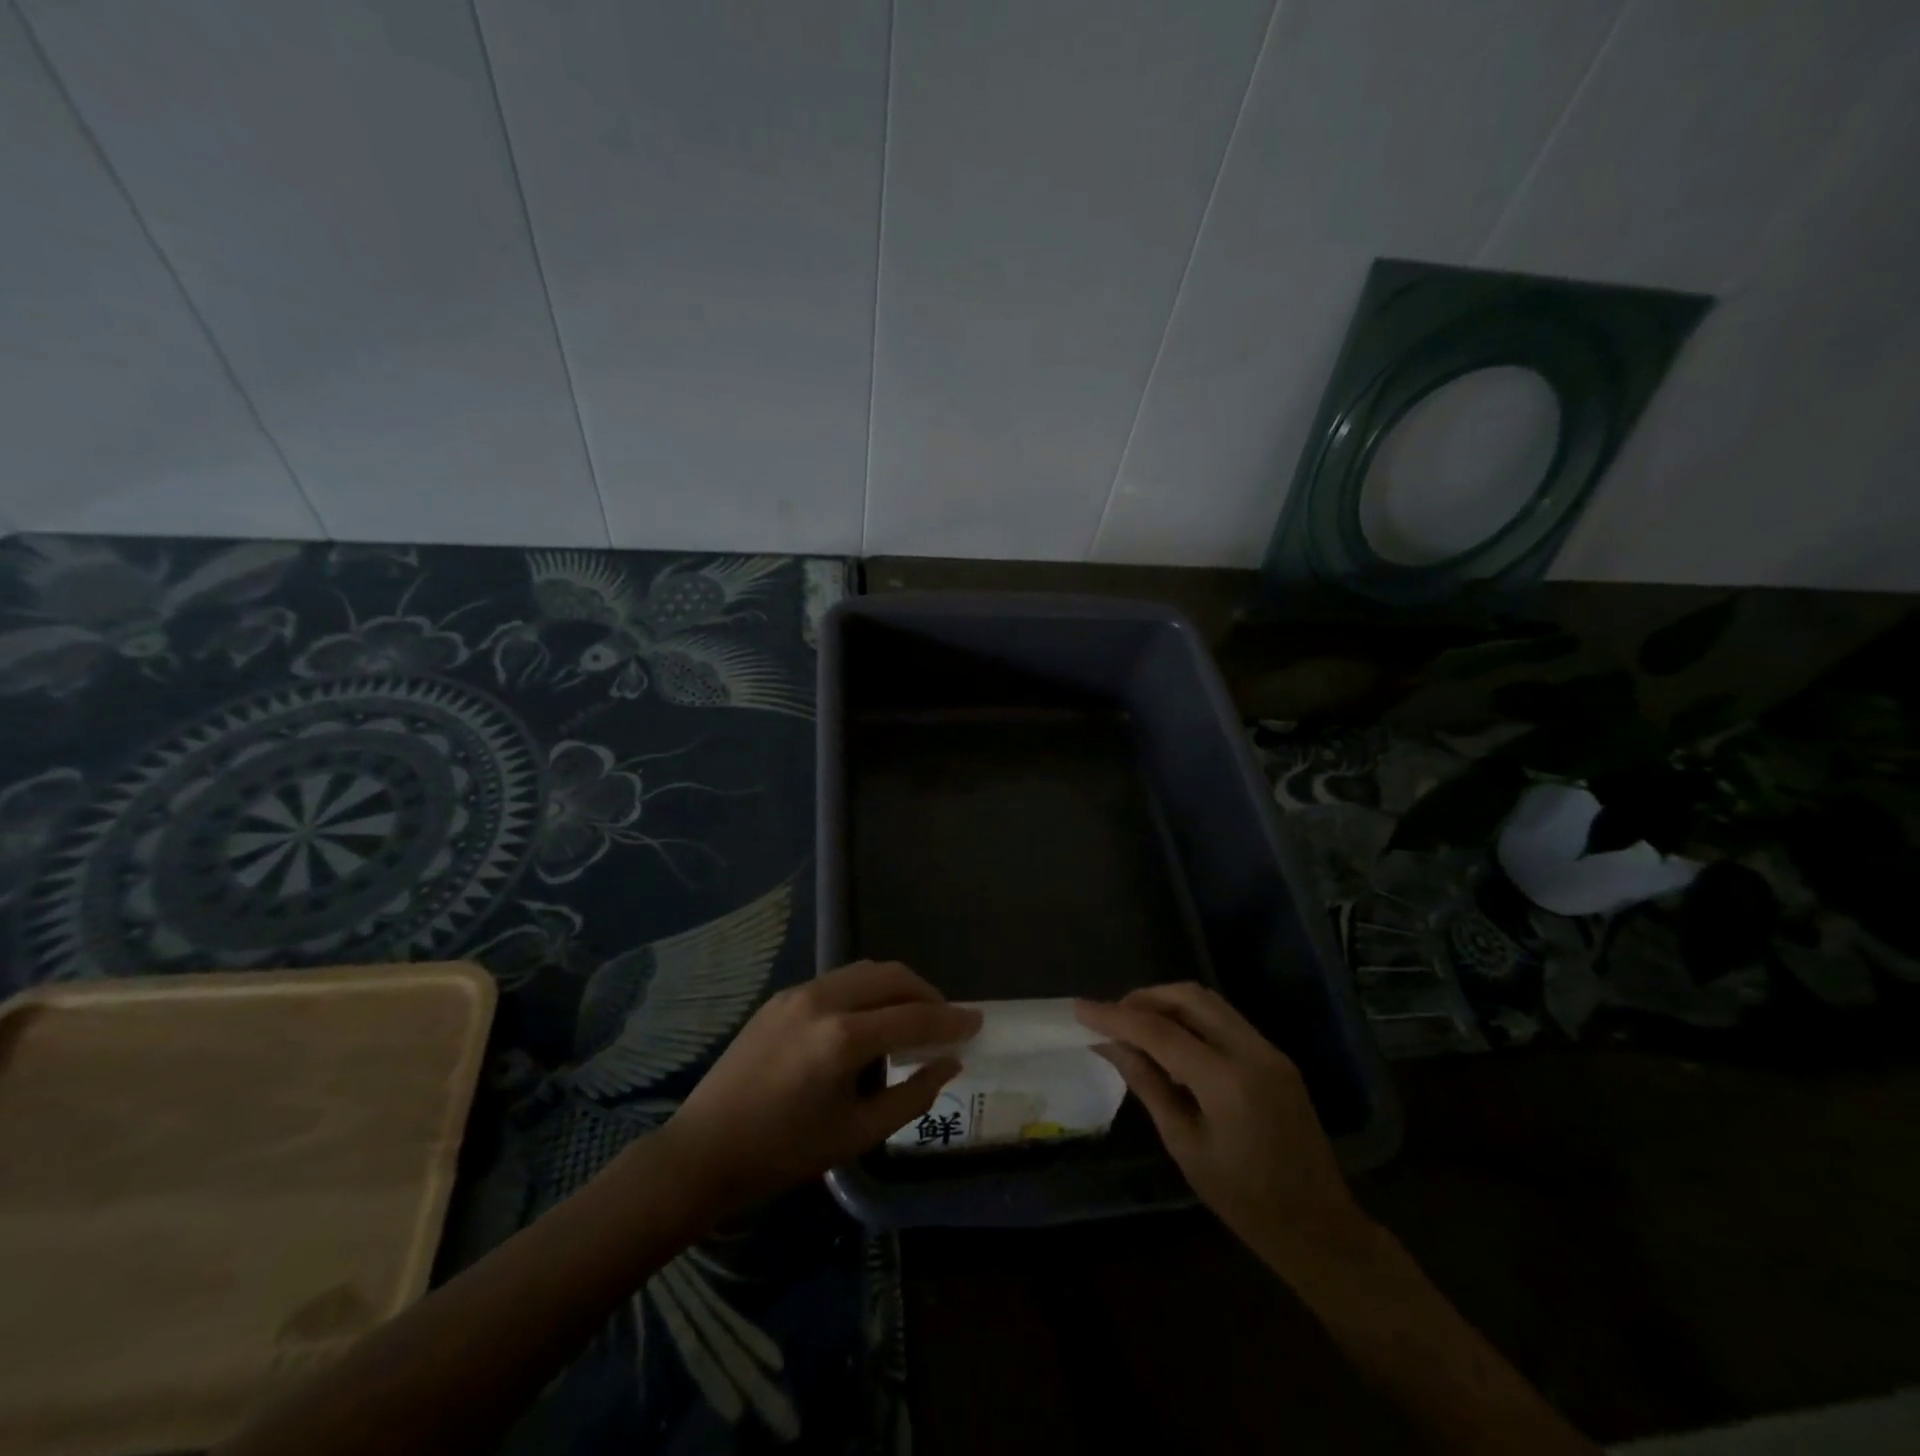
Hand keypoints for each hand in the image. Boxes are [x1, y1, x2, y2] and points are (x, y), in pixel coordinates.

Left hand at [654, 961, 980, 1215]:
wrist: (703, 1151)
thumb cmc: (783, 1153)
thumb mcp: (857, 1133)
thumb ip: (912, 1094)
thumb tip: (949, 1063)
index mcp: (842, 1038)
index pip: (914, 1016)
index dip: (951, 1019)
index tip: (978, 1021)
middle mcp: (823, 1000)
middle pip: (892, 977)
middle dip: (926, 993)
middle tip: (945, 1020)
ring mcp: (798, 992)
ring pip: (865, 971)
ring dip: (896, 988)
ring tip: (910, 1019)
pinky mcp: (781, 996)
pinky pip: (838, 981)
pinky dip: (866, 992)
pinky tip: (868, 1023)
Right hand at [1075, 983, 1369, 1274]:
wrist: (1320, 1229)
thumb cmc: (1245, 1202)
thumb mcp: (1185, 1146)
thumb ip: (1148, 1085)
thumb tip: (1110, 1045)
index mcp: (1227, 1082)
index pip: (1160, 1031)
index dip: (1115, 1017)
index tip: (1081, 1009)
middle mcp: (1252, 1052)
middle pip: (1189, 997)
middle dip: (1145, 998)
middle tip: (1111, 1016)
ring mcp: (1269, 1050)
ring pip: (1209, 1002)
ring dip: (1168, 1003)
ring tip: (1134, 1023)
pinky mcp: (1275, 1057)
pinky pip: (1225, 1019)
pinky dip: (1191, 1018)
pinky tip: (1170, 1040)